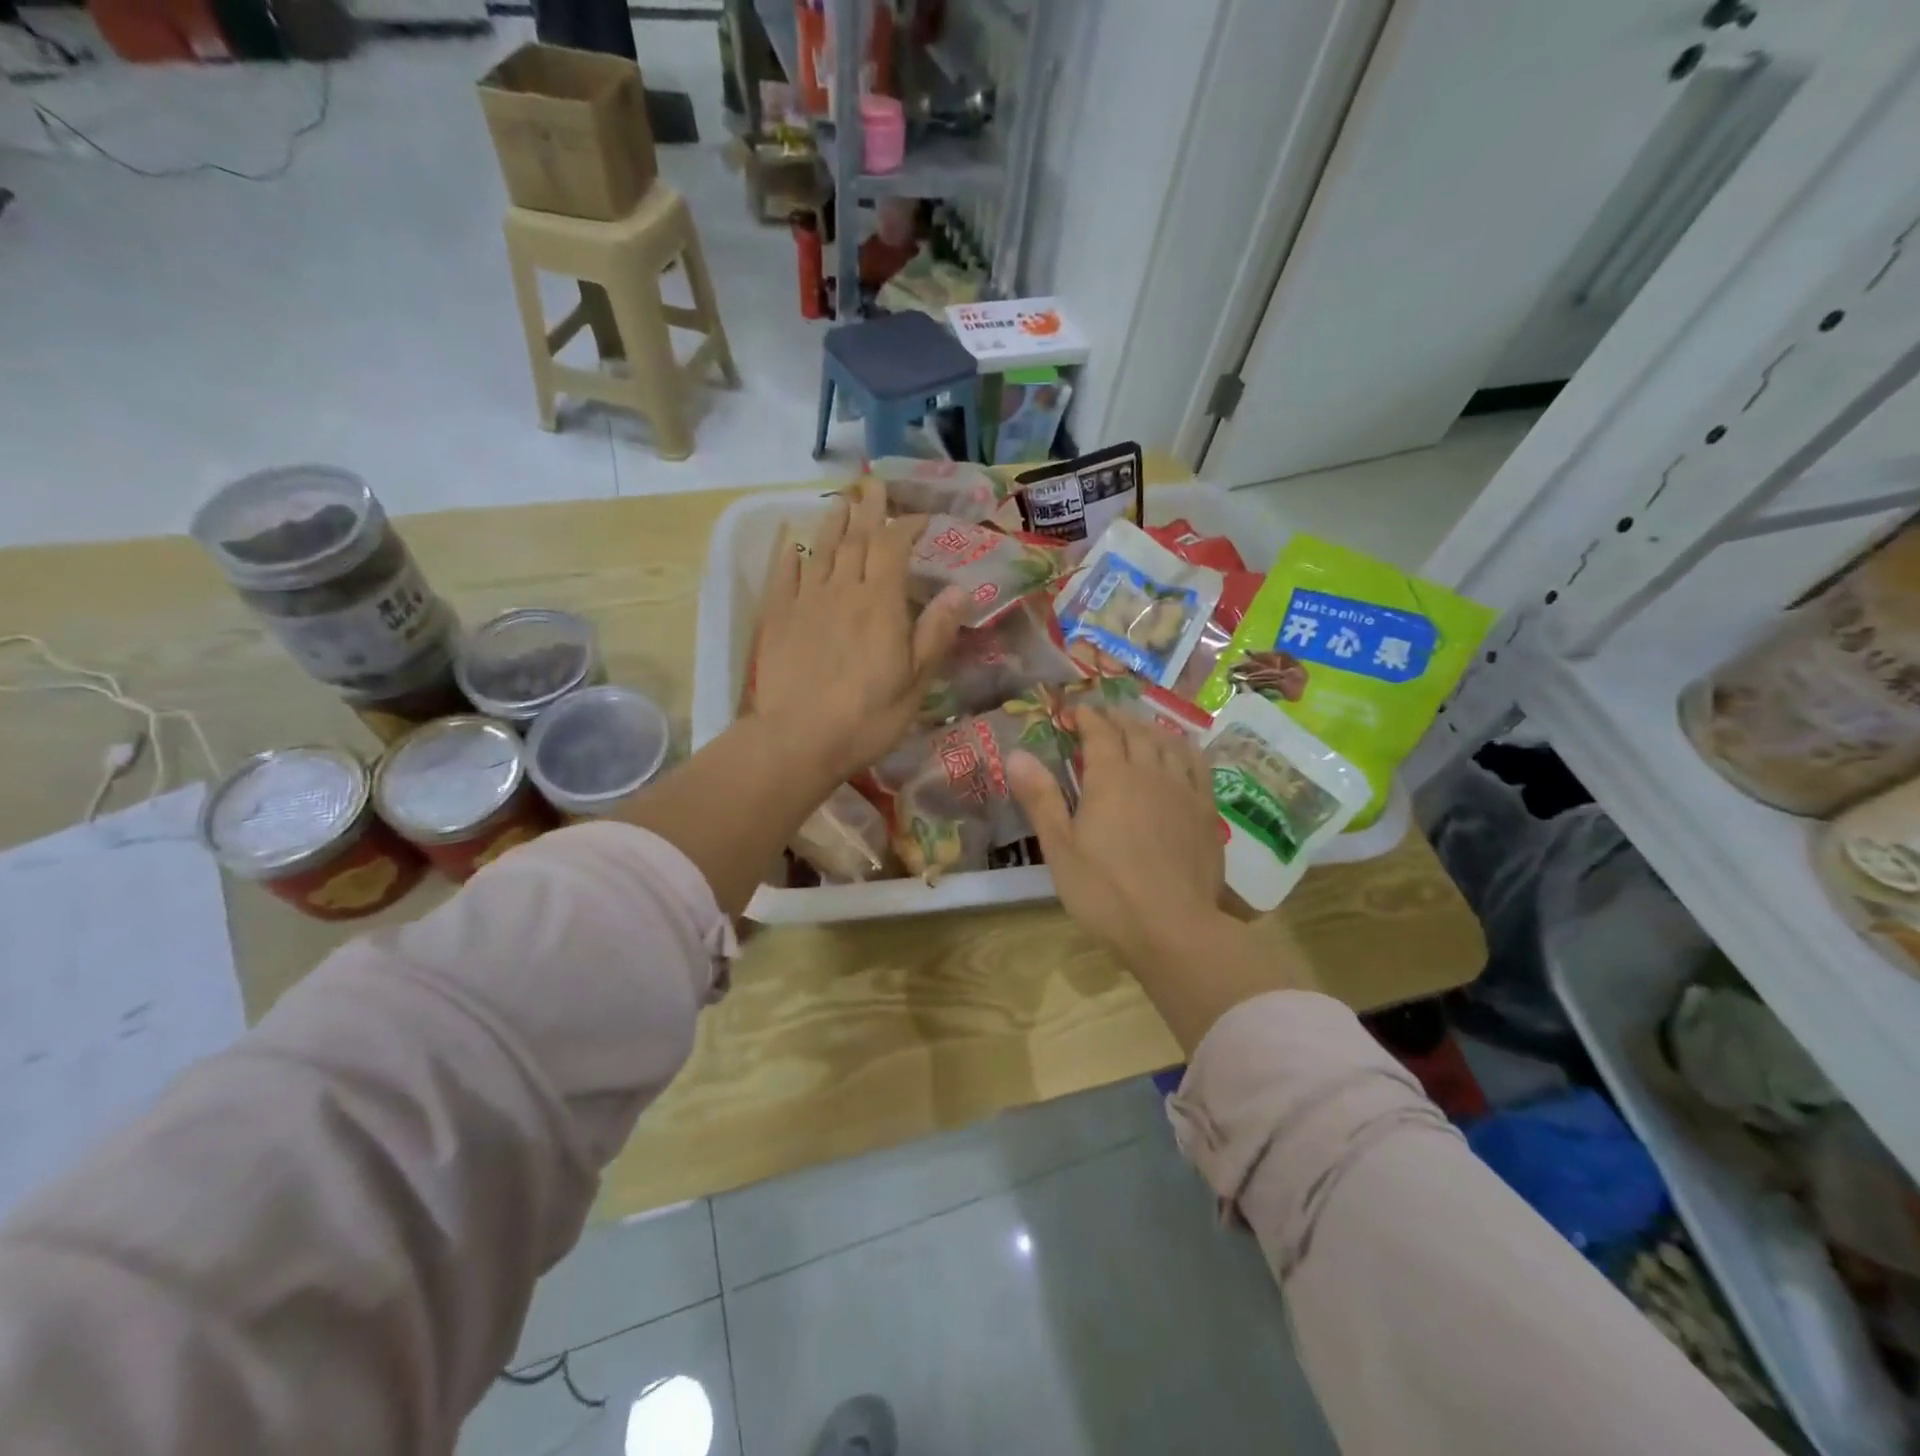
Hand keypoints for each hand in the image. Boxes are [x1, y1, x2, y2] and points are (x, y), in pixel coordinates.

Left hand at [751, 481, 967, 783]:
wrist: (800, 740)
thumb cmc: (868, 716)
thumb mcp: (915, 682)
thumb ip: (935, 633)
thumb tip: (961, 590)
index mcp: (880, 604)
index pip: (893, 547)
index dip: (906, 526)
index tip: (918, 517)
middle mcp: (843, 590)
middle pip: (856, 539)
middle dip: (868, 511)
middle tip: (872, 486)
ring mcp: (806, 601)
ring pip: (821, 550)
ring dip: (832, 522)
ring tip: (840, 502)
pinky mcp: (778, 617)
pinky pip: (784, 574)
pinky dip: (790, 553)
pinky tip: (793, 541)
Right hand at [1008, 706, 1229, 970]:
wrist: (1173, 928)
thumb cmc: (1106, 891)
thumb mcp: (1060, 848)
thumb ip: (1041, 797)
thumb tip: (1016, 753)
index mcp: (1111, 778)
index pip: (1099, 732)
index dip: (1086, 717)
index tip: (1074, 711)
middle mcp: (1150, 772)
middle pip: (1135, 732)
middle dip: (1116, 719)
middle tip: (1103, 717)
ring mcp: (1184, 790)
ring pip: (1168, 743)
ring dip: (1150, 729)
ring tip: (1138, 729)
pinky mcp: (1207, 811)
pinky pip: (1198, 765)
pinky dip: (1184, 749)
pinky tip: (1181, 753)